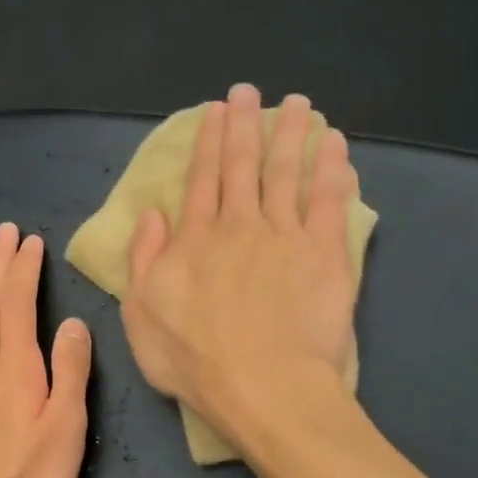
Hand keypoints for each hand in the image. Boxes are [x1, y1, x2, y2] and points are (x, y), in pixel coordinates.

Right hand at [122, 84, 359, 445]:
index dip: (207, 142)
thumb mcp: (141, 315)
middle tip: (249, 92)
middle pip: (242, 166)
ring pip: (287, 173)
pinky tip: (335, 145)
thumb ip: (144, 260)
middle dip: (244, 125)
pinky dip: (333, 169)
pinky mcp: (326, 254)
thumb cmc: (194, 360)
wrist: (262, 386)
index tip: (215, 111)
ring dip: (291, 135)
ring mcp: (285, 236)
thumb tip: (151, 215)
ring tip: (298, 104)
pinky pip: (329, 201)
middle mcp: (240, 226)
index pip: (201, 180)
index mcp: (195, 240)